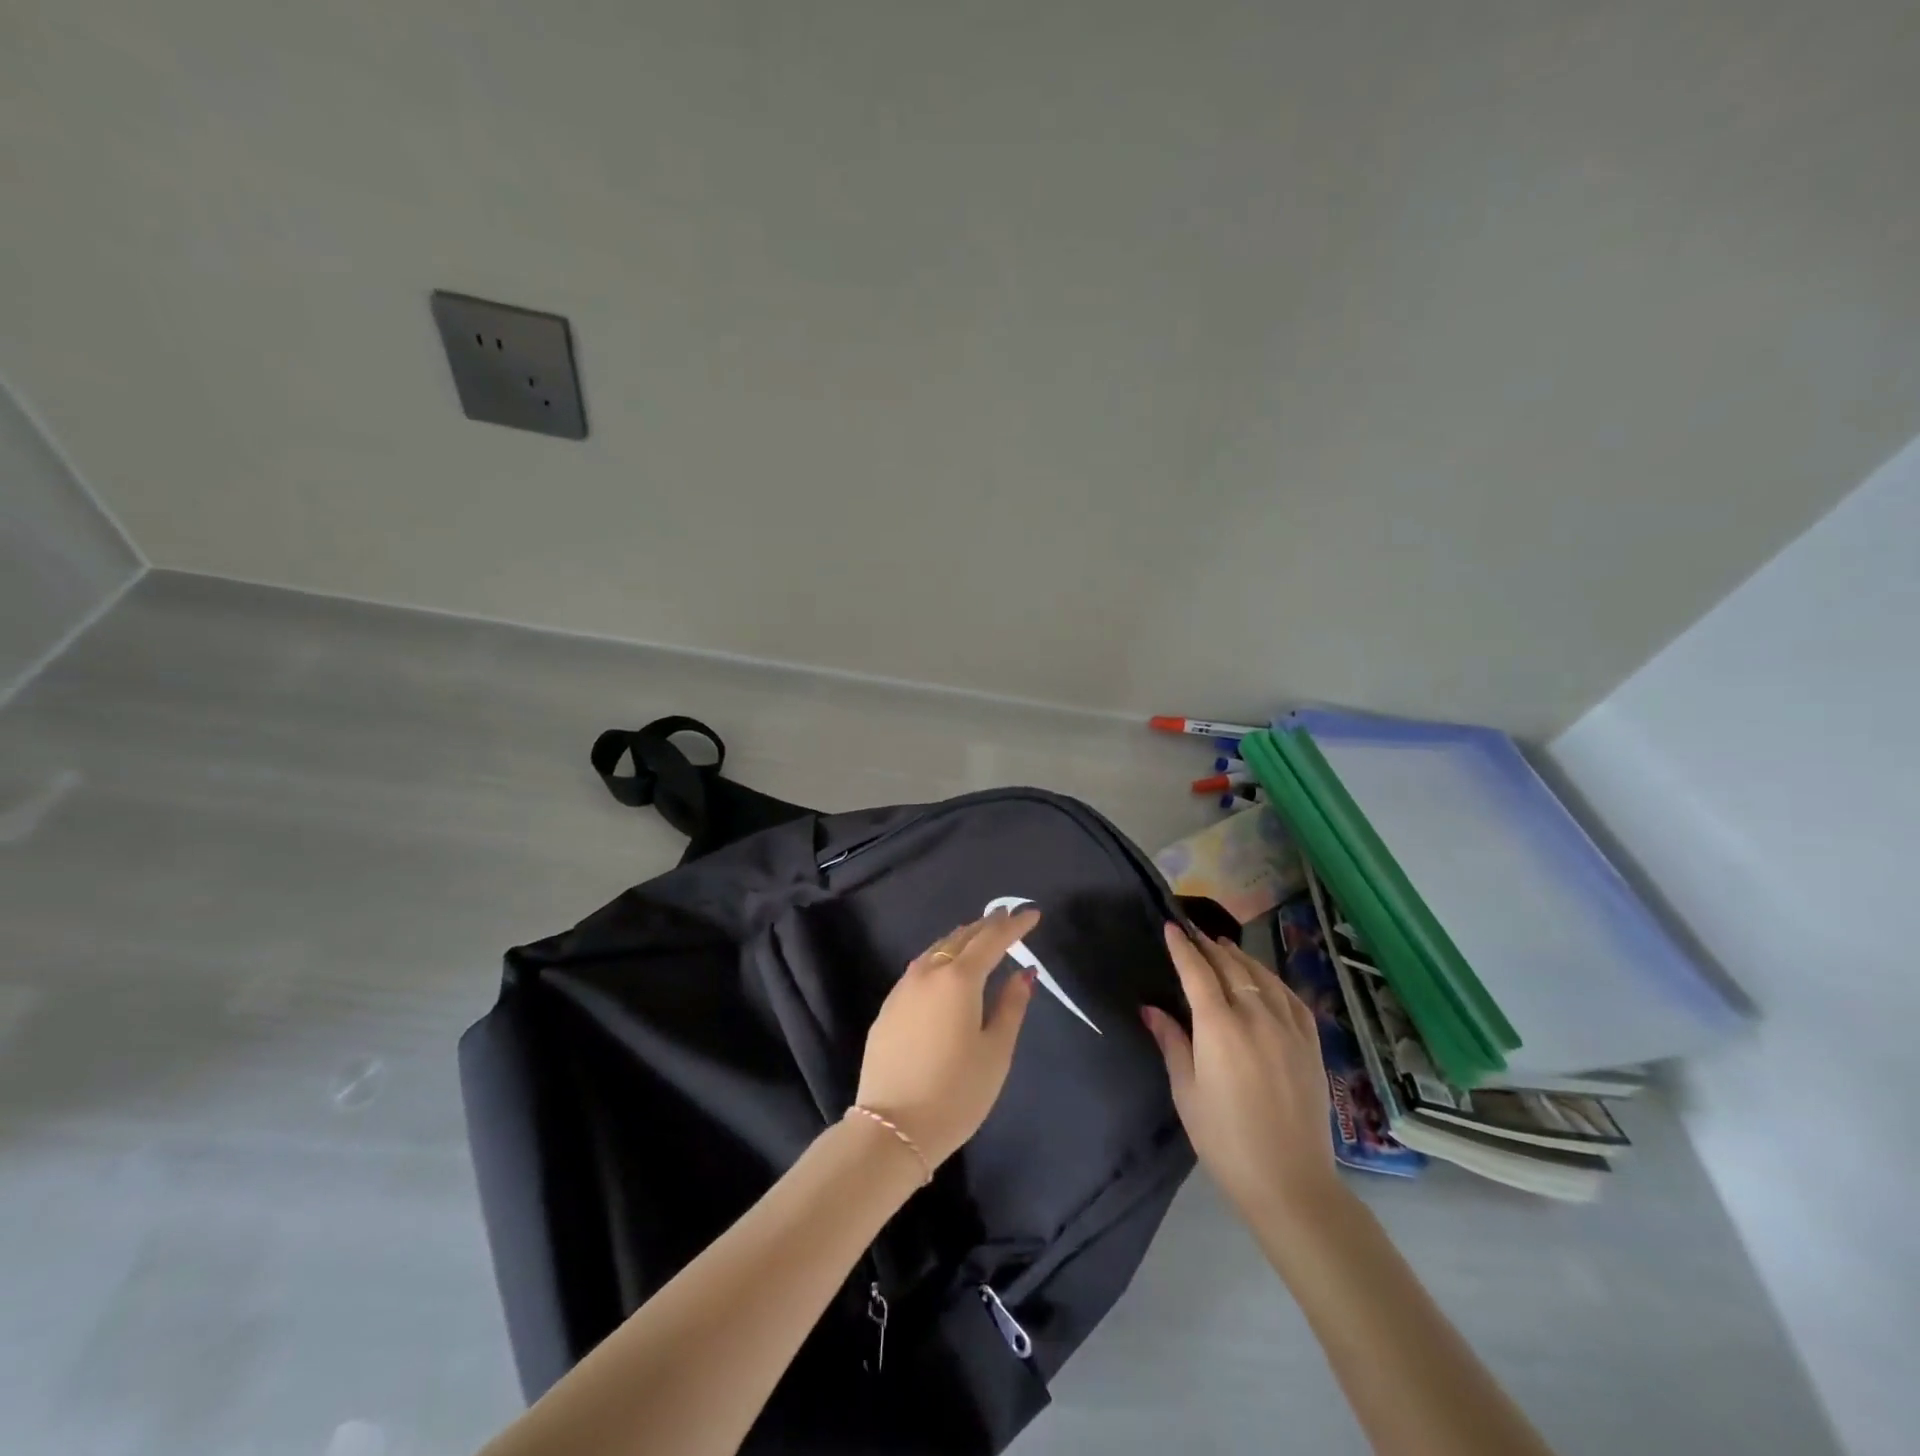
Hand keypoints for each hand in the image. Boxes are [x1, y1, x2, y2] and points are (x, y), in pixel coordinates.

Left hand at [854, 908, 1038, 1167]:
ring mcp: (903, 989)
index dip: (1014, 926)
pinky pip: (920, 968)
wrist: (892, 1128)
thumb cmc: (956, 1093)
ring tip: (979, 935)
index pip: (992, 940)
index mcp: (959, 979)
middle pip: (961, 938)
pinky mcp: (888, 1008)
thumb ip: (1011, 1006)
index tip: (1032, 913)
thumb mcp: (996, 1052)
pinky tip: (945, 966)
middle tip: (1007, 916)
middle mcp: (928, 973)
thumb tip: (1025, 973)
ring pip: (936, 949)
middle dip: (987, 926)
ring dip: (961, 939)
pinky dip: (940, 957)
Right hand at [1142, 923, 1341, 1226]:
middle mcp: (1256, 1017)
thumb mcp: (1186, 1091)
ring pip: (1263, 977)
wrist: (1290, 1182)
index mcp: (1219, 1027)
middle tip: (1194, 933)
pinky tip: (1266, 981)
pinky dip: (1274, 981)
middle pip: (1231, 967)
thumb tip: (1151, 1009)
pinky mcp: (1311, 1046)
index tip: (1171, 926)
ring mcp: (1289, 1029)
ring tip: (1225, 948)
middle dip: (1209, 947)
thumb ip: (1172, 1042)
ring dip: (1241, 958)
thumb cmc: (1224, 1139)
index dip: (1183, 947)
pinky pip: (1292, 999)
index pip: (1197, 972)